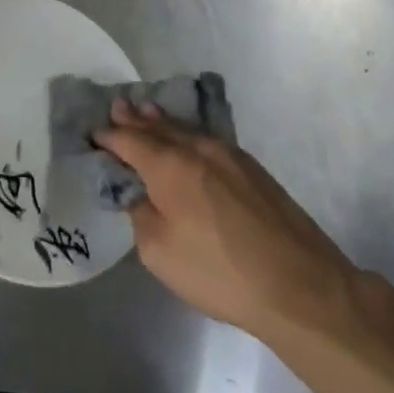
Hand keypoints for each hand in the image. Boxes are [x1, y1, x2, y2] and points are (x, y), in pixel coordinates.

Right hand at [96, 99, 359, 343]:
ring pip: (186, 130)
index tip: (93, 133)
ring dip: (162, 121)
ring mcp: (230, 155)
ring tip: (146, 110)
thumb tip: (139, 193)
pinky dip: (187, 134)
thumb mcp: (159, 251)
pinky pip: (207, 140)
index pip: (129, 140)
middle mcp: (198, 148)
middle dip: (135, 118)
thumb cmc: (219, 271)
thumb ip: (140, 213)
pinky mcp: (253, 169)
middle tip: (117, 106)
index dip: (109, 136)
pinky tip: (185, 137)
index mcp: (169, 165)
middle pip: (158, 127)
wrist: (299, 286)